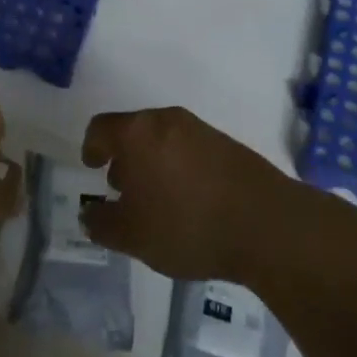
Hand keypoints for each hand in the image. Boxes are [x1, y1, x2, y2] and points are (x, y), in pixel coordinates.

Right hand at [78, 106, 295, 281]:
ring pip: (163, 139)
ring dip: (153, 164)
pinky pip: (190, 149)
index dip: (91, 147)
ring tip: (158, 202)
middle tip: (123, 191)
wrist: (267, 224)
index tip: (92, 168)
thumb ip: (102, 224)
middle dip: (124, 158)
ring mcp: (201, 129)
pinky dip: (179, 168)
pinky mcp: (227, 144)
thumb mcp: (133, 236)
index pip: (101, 127)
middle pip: (134, 131)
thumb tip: (89, 214)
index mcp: (137, 132)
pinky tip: (190, 203)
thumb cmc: (187, 225)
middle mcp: (167, 120)